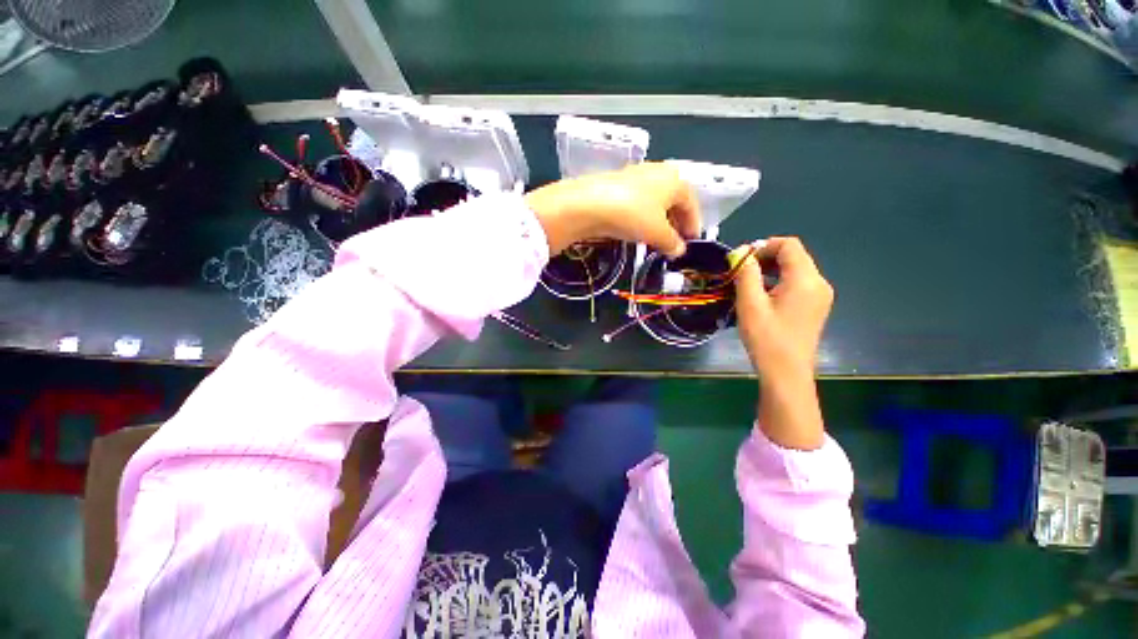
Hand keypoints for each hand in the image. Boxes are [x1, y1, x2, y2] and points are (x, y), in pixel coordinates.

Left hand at [524, 162, 701, 255]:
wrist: (589, 204)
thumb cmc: (632, 214)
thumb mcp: (658, 233)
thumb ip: (672, 243)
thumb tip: (679, 250)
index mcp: (675, 180)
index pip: (691, 204)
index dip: (693, 226)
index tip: (692, 243)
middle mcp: (657, 173)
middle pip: (673, 201)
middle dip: (675, 224)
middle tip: (674, 244)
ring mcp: (635, 177)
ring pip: (654, 203)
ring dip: (658, 222)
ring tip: (656, 241)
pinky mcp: (616, 185)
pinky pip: (637, 204)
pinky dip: (641, 218)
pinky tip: (636, 231)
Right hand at [729, 237, 832, 448]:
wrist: (787, 373)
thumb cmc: (766, 338)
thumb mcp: (750, 304)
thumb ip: (746, 274)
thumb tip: (741, 253)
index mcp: (805, 279)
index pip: (789, 245)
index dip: (763, 246)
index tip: (741, 259)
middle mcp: (819, 283)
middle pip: (794, 256)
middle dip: (765, 258)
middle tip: (740, 271)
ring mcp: (820, 296)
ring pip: (795, 270)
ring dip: (770, 271)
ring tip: (746, 284)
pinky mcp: (815, 307)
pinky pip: (797, 284)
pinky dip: (778, 282)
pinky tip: (761, 297)